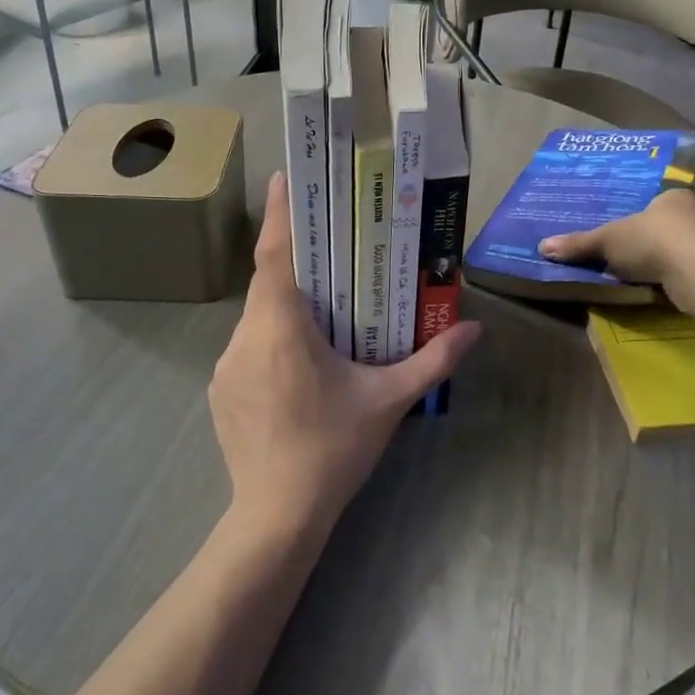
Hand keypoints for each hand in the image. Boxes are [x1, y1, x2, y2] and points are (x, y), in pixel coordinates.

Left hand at [209, 172, 481, 542]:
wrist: (277, 516)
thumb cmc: (333, 449)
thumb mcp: (388, 401)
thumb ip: (431, 360)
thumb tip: (474, 330)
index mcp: (282, 328)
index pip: (275, 256)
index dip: (279, 214)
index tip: (284, 178)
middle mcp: (246, 337)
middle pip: (269, 284)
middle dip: (296, 263)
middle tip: (328, 250)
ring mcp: (226, 365)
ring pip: (258, 316)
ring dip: (286, 306)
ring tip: (321, 312)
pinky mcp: (221, 389)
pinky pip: (248, 346)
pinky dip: (272, 338)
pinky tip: (298, 364)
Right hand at [537, 188, 694, 303]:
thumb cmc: (654, 241)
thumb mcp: (608, 241)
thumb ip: (580, 244)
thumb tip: (543, 247)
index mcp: (678, 195)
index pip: (665, 202)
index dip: (654, 218)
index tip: (644, 236)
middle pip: (690, 222)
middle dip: (678, 237)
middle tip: (659, 258)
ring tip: (680, 279)